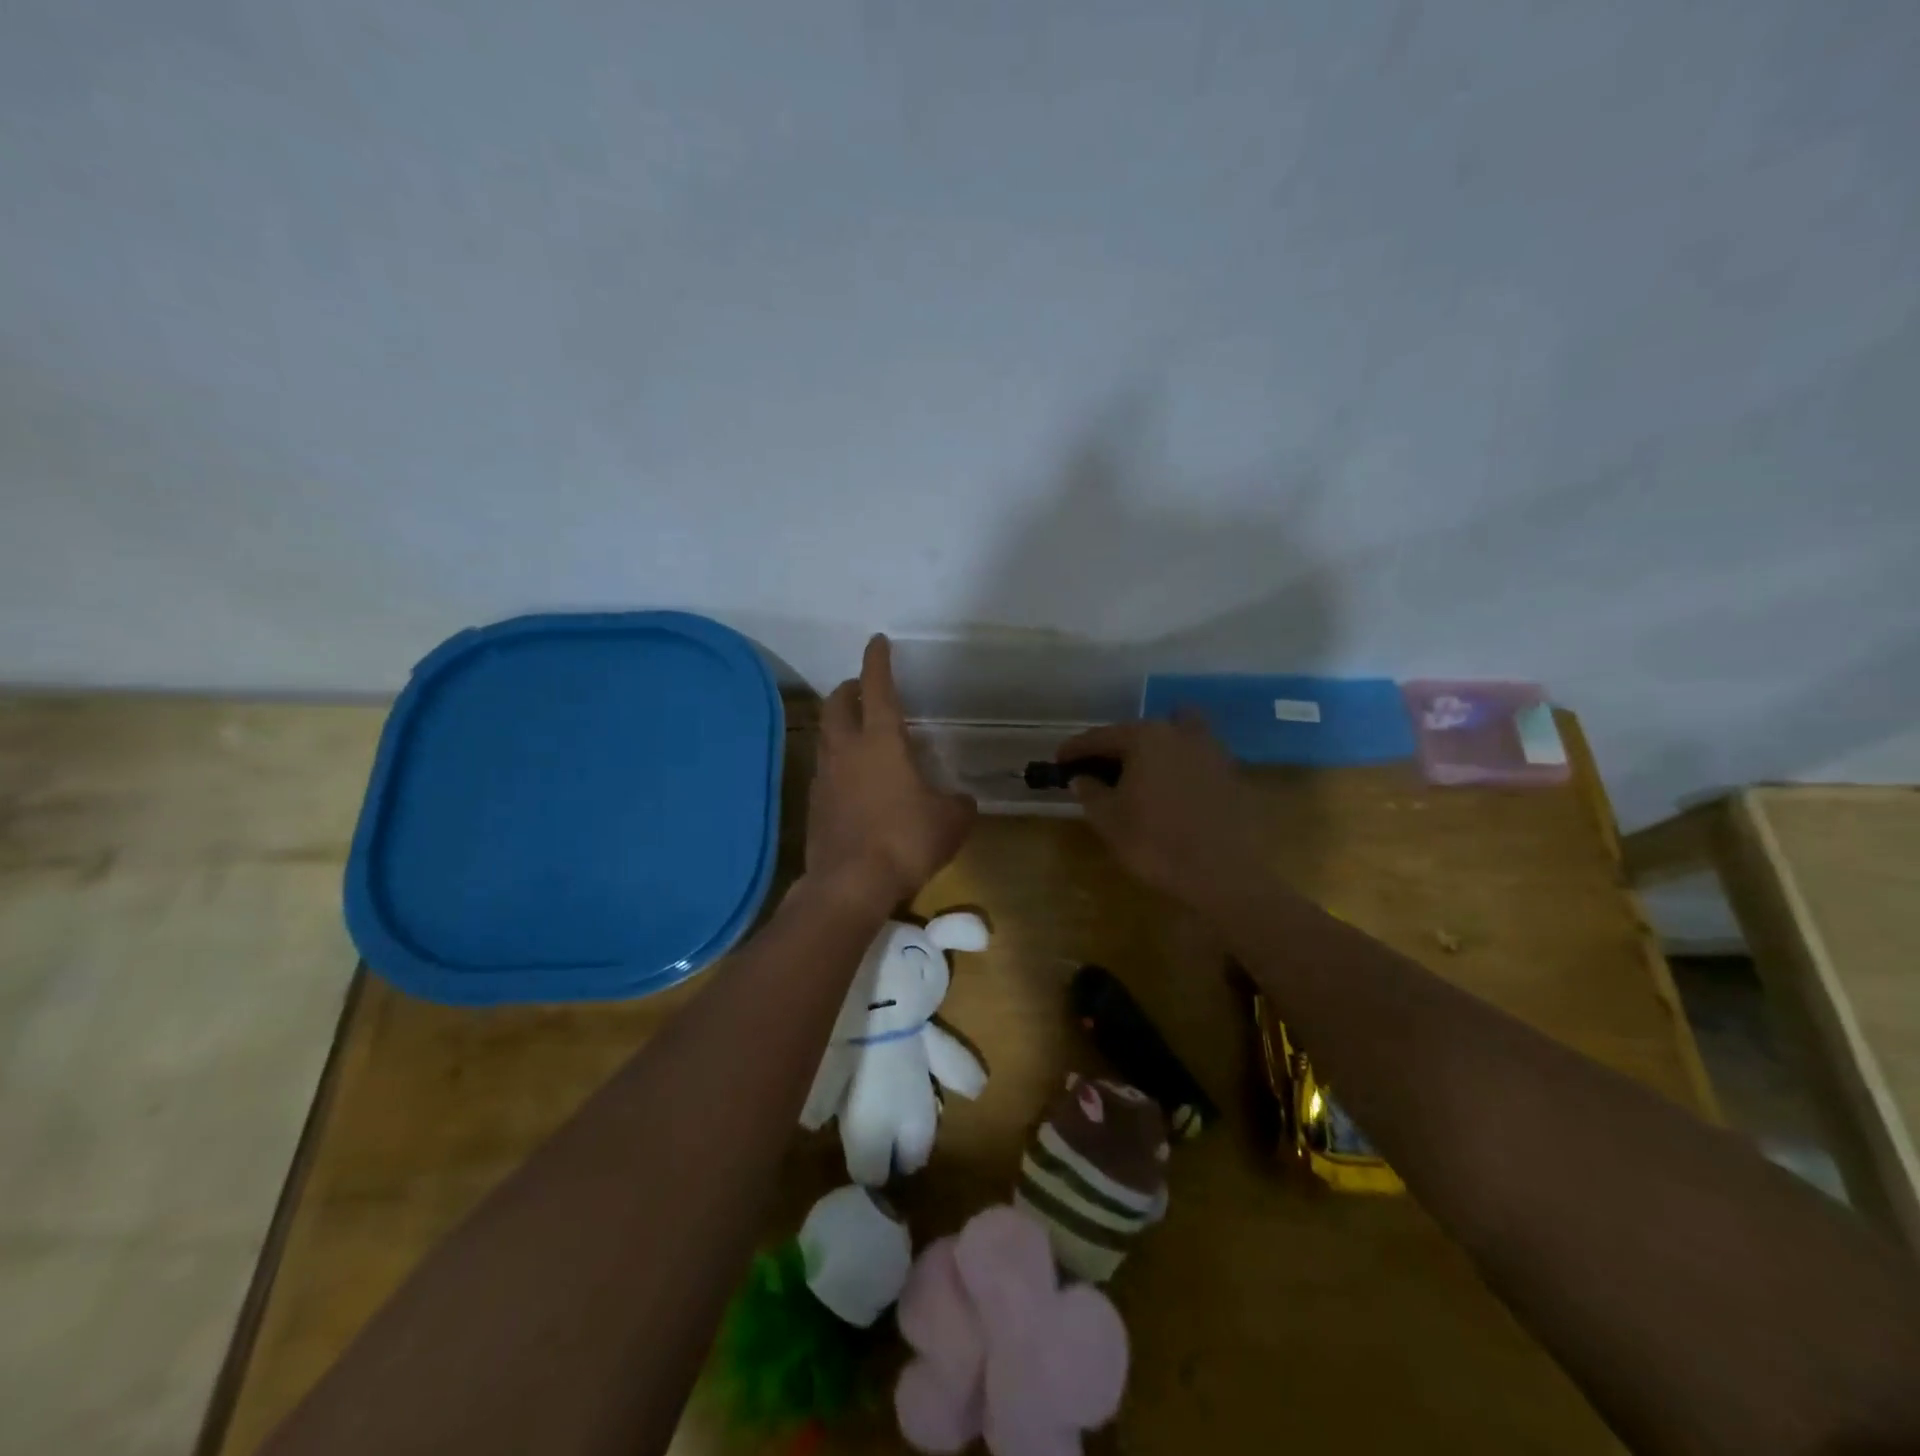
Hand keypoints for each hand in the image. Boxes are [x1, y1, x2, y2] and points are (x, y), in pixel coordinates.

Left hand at [807, 635, 976, 908]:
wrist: (850, 884)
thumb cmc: (905, 840)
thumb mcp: (950, 821)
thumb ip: (957, 803)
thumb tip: (960, 800)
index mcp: (881, 741)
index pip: (878, 688)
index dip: (878, 661)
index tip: (877, 641)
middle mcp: (846, 750)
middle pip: (836, 704)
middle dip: (848, 689)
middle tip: (862, 689)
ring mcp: (824, 777)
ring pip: (826, 735)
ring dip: (839, 725)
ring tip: (858, 732)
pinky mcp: (814, 804)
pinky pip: (824, 769)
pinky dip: (837, 762)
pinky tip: (853, 780)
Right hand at [1057, 717, 1261, 910]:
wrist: (1223, 874)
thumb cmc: (1156, 843)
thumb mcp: (1109, 820)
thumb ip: (1091, 792)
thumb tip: (1081, 778)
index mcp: (1145, 738)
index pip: (1101, 737)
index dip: (1076, 749)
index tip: (1060, 761)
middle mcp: (1179, 733)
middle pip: (1139, 732)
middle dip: (1116, 747)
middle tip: (1098, 770)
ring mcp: (1210, 751)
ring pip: (1174, 736)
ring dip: (1154, 749)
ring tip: (1139, 775)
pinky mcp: (1230, 774)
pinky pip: (1194, 759)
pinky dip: (1178, 766)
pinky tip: (1169, 791)